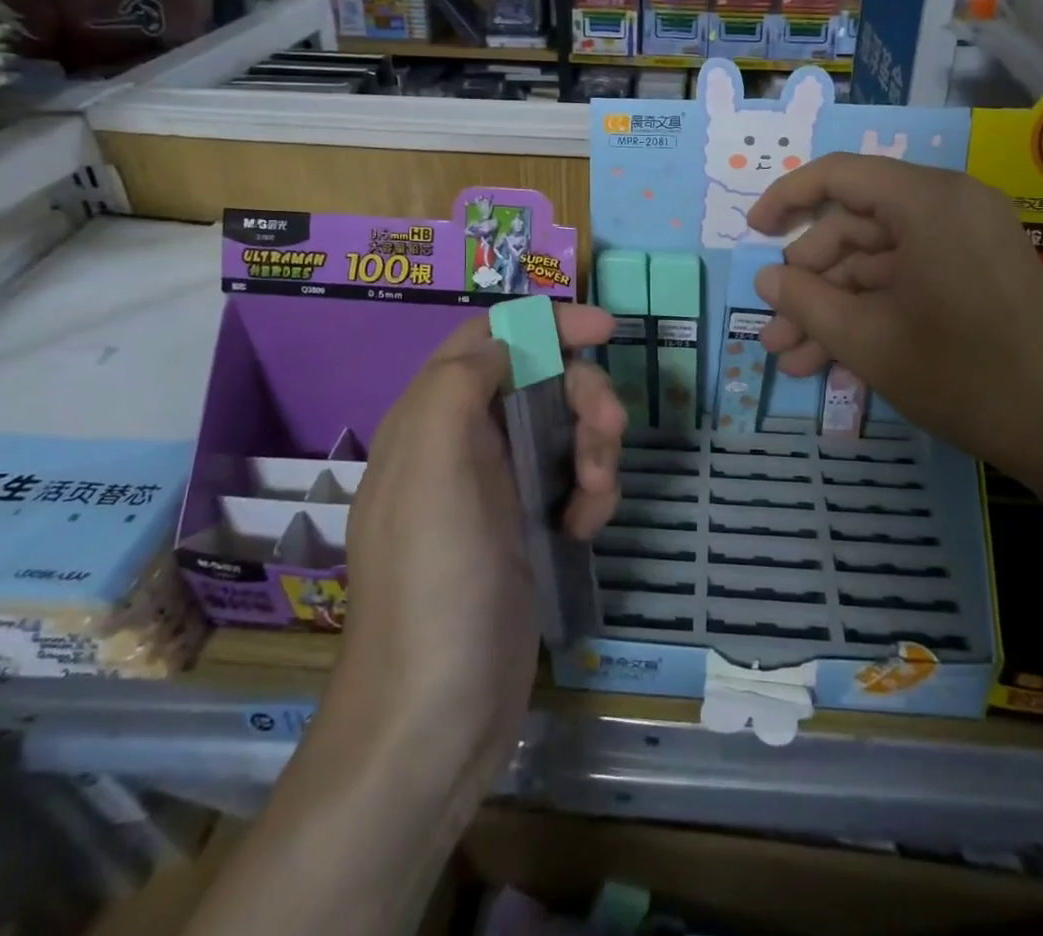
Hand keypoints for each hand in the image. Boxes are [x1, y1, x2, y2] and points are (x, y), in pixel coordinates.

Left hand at [325, 305, 624, 805]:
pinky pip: (571, 481)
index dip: (547, 323)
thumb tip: (503, 342)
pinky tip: (585, 529)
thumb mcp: (432, 468)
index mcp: (431, 418)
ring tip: (598, 498)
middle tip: (611, 429)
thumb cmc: (434, 582)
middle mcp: (462, 443)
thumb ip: (458, 384)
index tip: (607, 329)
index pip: (490, 338)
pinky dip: (590, 494)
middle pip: (539, 380)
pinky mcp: (524, 528)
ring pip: (563, 429)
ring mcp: (496, 488)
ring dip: (594, 449)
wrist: (435, 720)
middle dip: (583, 396)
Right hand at [747, 153, 1042, 484]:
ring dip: (834, 308)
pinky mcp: (978, 275)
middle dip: (809, 282)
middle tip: (774, 328)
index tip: (752, 233)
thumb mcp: (867, 340)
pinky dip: (872, 313)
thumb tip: (767, 281)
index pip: (839, 175)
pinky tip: (836, 363)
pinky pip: (909, 280)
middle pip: (856, 227)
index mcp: (926, 201)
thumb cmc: (962, 373)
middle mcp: (950, 206)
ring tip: (793, 358)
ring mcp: (967, 242)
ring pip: (878, 263)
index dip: (787, 199)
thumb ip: (806, 302)